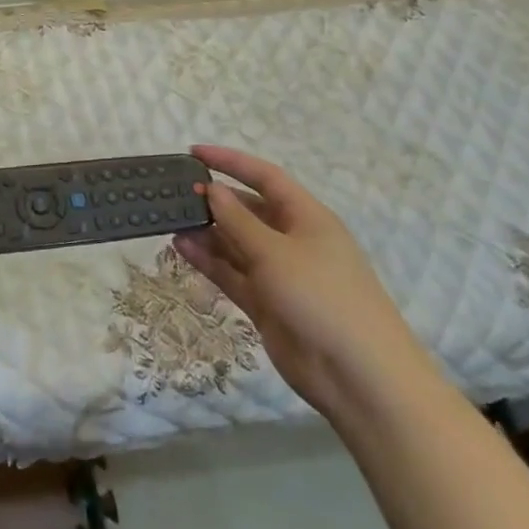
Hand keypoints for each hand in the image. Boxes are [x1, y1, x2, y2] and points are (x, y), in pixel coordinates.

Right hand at [172, 145, 435, 417]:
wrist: (358, 375)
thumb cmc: (322, 297)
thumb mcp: (275, 252)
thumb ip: (238, 220)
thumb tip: (212, 189)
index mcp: (307, 218)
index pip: (265, 177)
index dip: (231, 161)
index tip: (193, 153)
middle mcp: (293, 240)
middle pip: (248, 210)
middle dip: (214, 200)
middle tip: (175, 194)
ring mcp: (279, 274)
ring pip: (236, 243)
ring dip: (206, 232)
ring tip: (170, 221)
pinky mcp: (266, 303)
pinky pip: (232, 273)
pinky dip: (209, 260)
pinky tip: (181, 248)